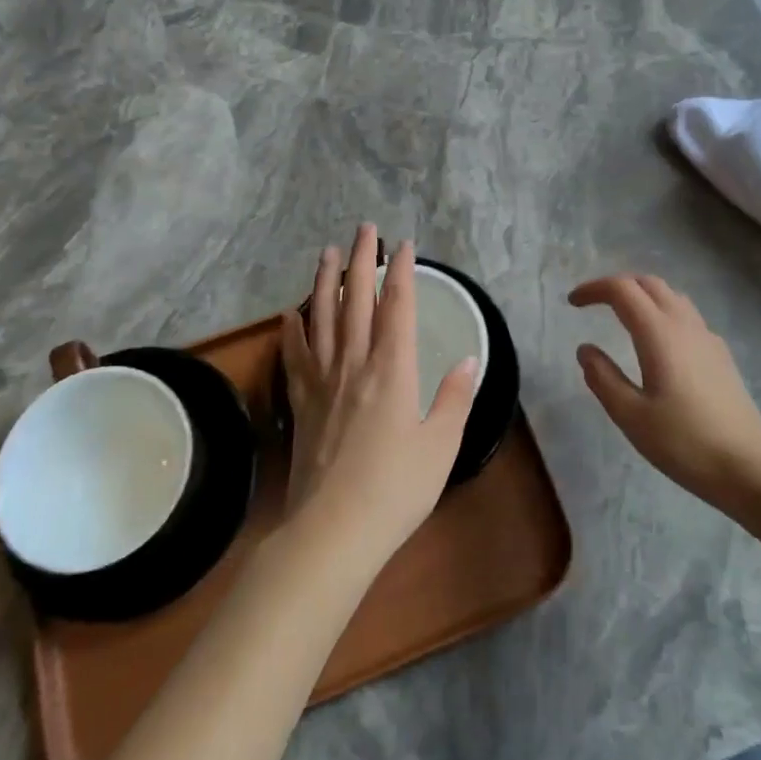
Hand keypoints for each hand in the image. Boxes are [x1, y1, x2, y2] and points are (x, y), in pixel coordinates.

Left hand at [278, 225, 479, 567]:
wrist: (333, 530)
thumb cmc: (396, 489)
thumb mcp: (441, 445)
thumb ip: (455, 398)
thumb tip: (469, 358)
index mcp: (393, 370)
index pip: (397, 306)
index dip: (401, 271)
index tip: (404, 244)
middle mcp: (355, 364)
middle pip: (356, 300)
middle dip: (361, 260)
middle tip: (364, 228)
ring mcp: (323, 382)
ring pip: (322, 318)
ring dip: (324, 281)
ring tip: (327, 252)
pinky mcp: (301, 403)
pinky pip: (295, 356)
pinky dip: (293, 329)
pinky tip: (290, 312)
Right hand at [569, 274, 760, 503]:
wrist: (748, 468)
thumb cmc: (684, 442)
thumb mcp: (631, 415)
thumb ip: (603, 378)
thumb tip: (586, 349)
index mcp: (659, 334)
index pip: (622, 290)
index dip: (594, 289)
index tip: (573, 303)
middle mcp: (685, 325)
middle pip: (649, 283)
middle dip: (618, 286)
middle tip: (595, 304)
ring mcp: (708, 338)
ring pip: (671, 296)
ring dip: (643, 296)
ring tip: (622, 317)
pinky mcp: (721, 354)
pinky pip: (687, 316)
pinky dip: (663, 312)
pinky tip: (658, 343)